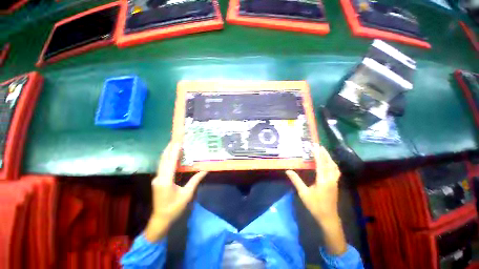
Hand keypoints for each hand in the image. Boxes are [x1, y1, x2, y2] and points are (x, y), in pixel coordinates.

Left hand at [144, 142, 207, 241]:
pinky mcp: (158, 180)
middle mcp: (159, 177)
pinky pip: (163, 166)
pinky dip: (168, 158)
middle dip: (169, 148)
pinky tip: (172, 155)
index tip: (178, 141)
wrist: (160, 220)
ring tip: (175, 143)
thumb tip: (205, 170)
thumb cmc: (174, 208)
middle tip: (176, 138)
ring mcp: (157, 178)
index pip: (170, 162)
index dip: (174, 151)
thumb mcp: (187, 194)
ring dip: (168, 152)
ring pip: (162, 162)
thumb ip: (195, 180)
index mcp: (165, 181)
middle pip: (164, 159)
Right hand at [286, 143, 346, 254]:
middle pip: (330, 163)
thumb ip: (296, 181)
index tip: (315, 146)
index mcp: (323, 180)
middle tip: (320, 145)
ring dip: (329, 158)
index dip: (318, 154)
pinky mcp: (336, 184)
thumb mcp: (303, 193)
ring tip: (324, 152)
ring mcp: (335, 182)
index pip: (320, 164)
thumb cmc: (315, 206)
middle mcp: (331, 179)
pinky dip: (332, 164)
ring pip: (334, 167)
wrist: (328, 218)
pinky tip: (329, 163)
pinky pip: (335, 171)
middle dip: (325, 153)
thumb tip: (288, 170)